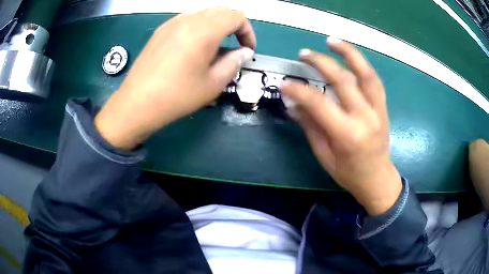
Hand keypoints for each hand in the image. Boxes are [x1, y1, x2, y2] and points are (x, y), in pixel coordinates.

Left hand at [95, 8, 255, 149]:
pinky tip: (193, 47)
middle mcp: (188, 19)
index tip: (247, 50)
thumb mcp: (213, 84)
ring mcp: (172, 23)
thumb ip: (234, 62)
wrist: (138, 103)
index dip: (248, 31)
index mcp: (205, 30)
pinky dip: (199, 28)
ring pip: (203, 14)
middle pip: (221, 11)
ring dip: (216, 26)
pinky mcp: (160, 31)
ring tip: (214, 48)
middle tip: (234, 47)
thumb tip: (244, 52)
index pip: (236, 16)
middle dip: (234, 26)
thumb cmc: (178, 96)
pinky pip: (187, 20)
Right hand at [282, 37, 401, 215]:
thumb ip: (310, 126)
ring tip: (332, 41)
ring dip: (349, 53)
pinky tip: (351, 58)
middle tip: (304, 53)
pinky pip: (374, 80)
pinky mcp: (383, 107)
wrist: (377, 178)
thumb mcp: (324, 155)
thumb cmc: (348, 173)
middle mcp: (365, 117)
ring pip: (366, 73)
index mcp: (347, 135)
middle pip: (343, 80)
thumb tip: (293, 103)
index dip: (299, 90)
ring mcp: (378, 110)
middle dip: (320, 62)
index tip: (284, 83)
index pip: (319, 103)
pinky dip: (362, 65)